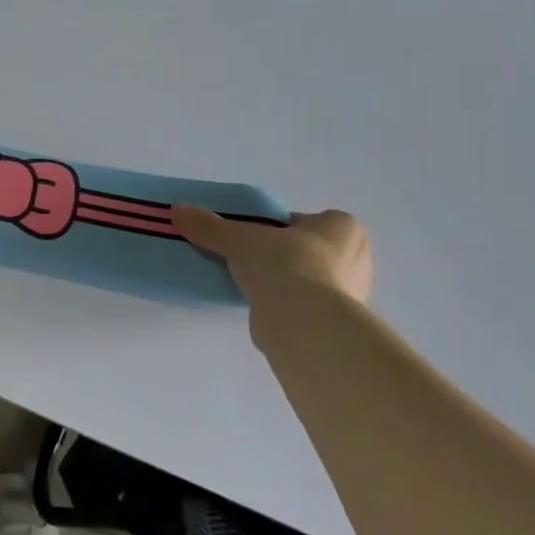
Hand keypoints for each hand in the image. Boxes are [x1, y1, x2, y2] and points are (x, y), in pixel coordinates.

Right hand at [175, 207, 373, 309]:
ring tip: (251, 287)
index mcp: (343, 226)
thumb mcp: (239, 238)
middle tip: (250, 261)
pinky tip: (263, 309)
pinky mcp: (336, 324)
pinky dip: (287, 308)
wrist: (304, 322)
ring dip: (284, 284)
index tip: (252, 239)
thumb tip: (177, 210)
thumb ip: (210, 226)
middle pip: (308, 251)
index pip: (304, 222)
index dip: (276, 228)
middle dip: (283, 256)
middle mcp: (357, 258)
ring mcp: (351, 295)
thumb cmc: (284, 264)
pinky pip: (306, 308)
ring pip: (309, 281)